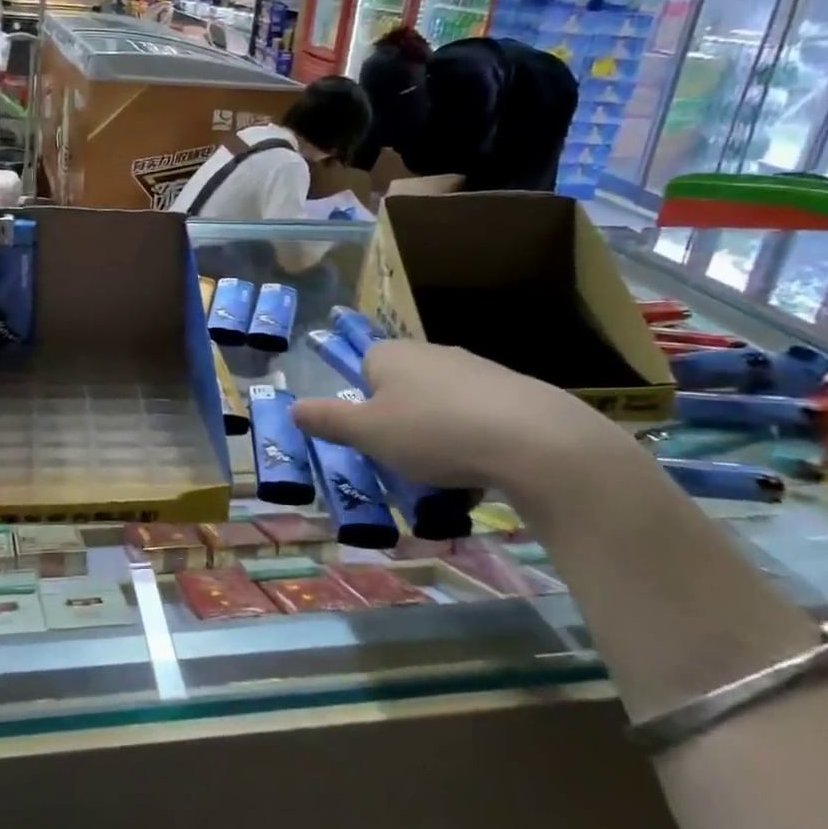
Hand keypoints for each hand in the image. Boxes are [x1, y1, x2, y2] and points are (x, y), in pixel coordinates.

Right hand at [292, 340, 618, 490]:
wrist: (533, 440)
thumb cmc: (432, 432)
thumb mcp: (367, 433)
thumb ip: (327, 420)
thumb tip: (293, 408)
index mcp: (391, 354)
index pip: (363, 364)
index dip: (362, 400)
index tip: (369, 434)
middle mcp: (430, 352)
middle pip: (402, 386)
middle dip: (399, 421)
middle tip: (401, 460)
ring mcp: (475, 369)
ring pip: (440, 404)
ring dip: (437, 434)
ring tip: (443, 476)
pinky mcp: (512, 391)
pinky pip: (477, 418)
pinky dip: (473, 441)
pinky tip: (481, 472)